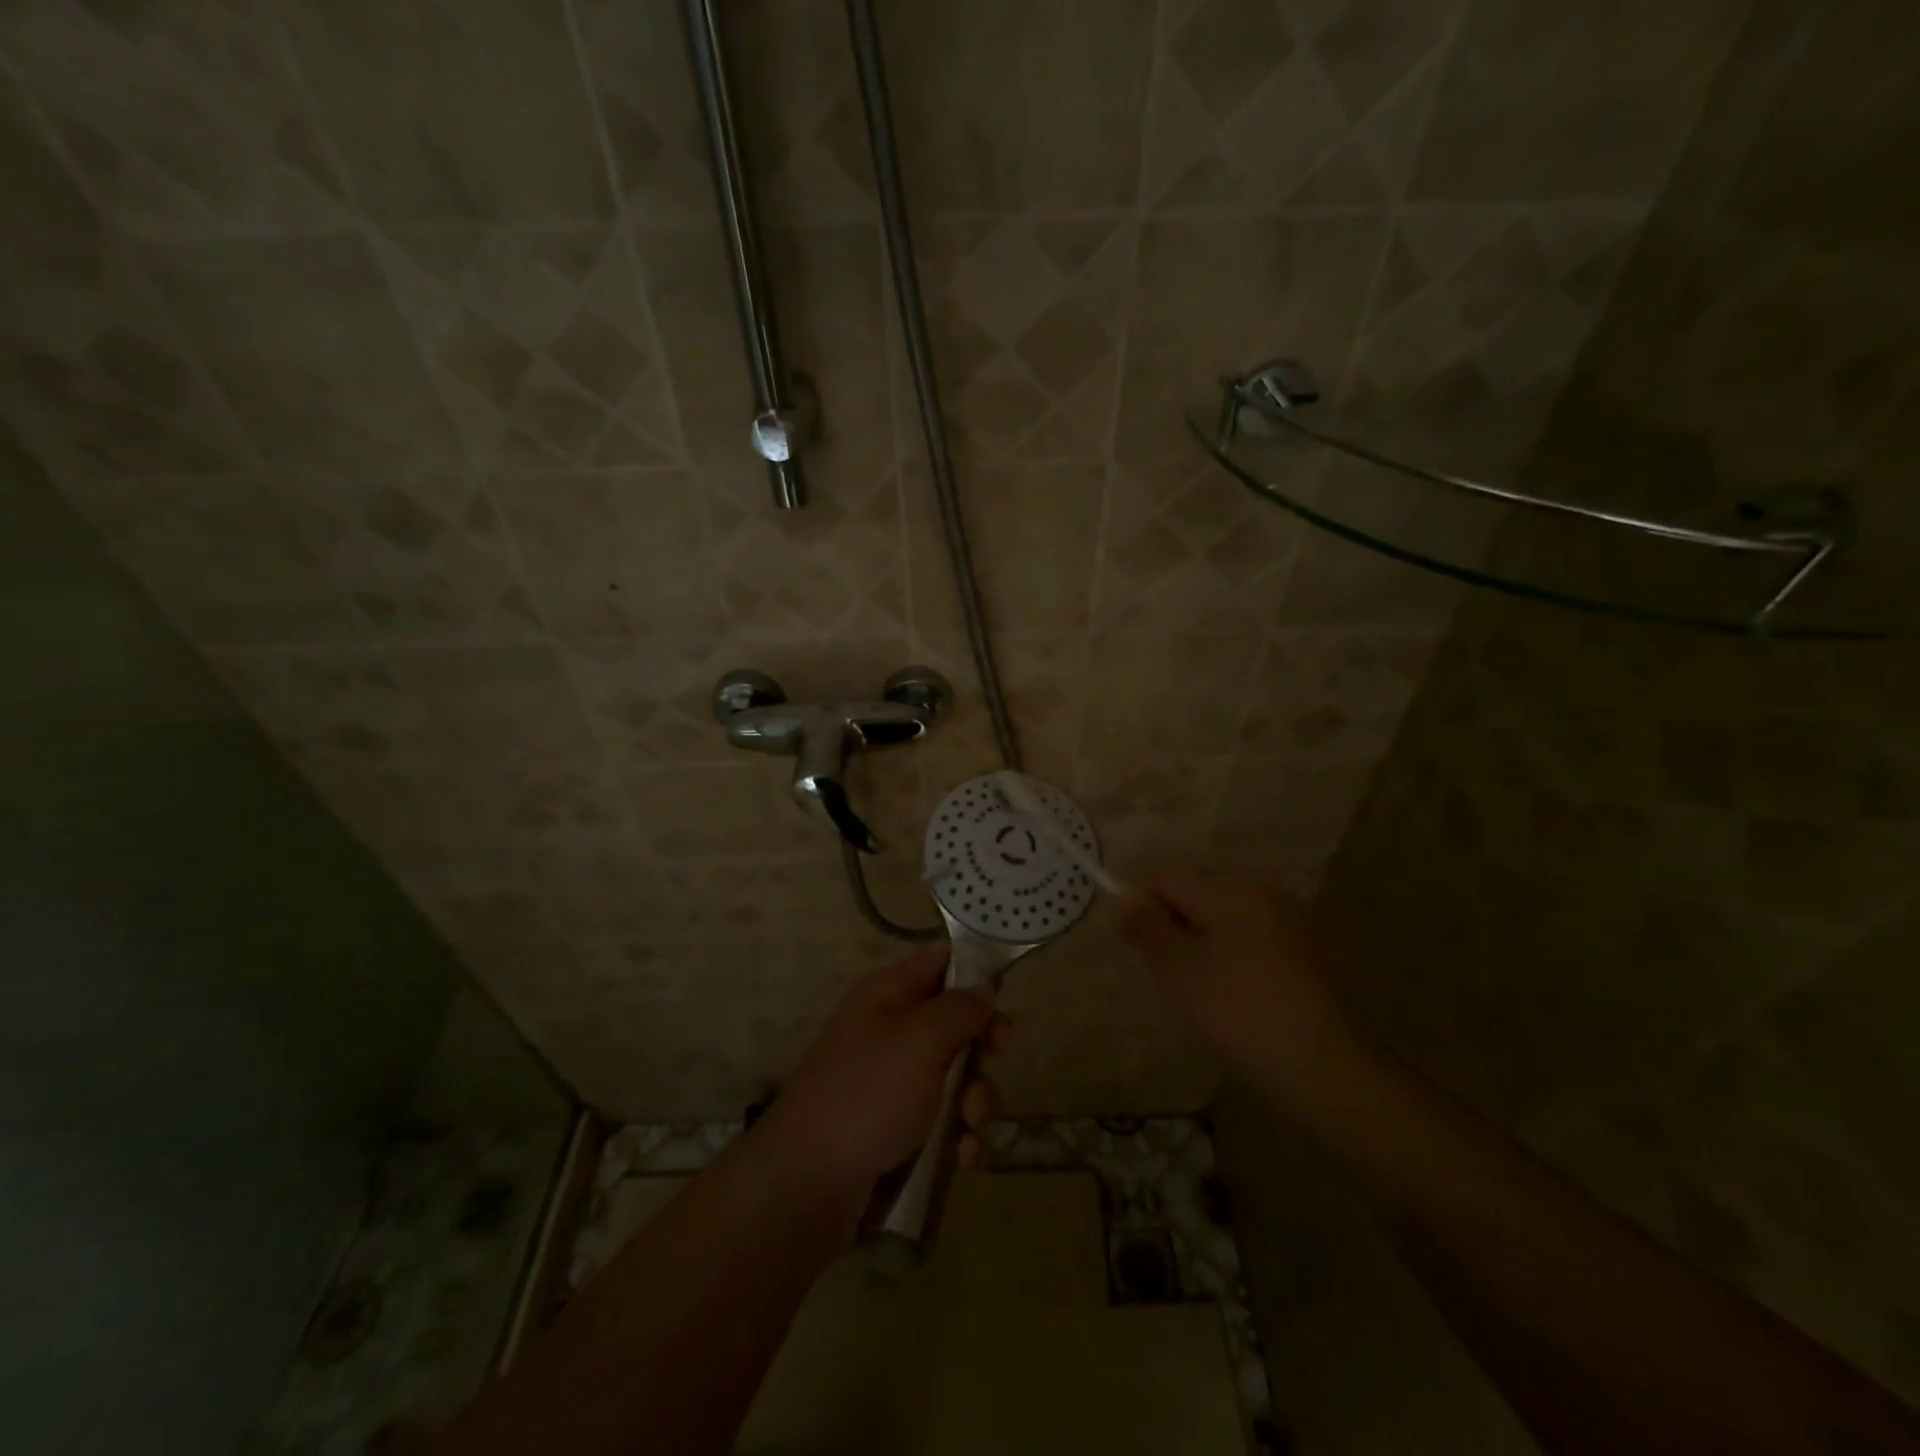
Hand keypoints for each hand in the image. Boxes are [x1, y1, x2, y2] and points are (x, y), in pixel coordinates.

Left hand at [765, 948, 1009, 1191]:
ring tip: (970, 1125)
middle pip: (954, 1022)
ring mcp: (892, 1079)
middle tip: (995, 1061)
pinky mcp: (896, 1125)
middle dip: (981, 1048)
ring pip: (955, 1074)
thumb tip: (983, 988)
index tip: (1002, 1004)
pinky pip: (942, 1118)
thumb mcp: (920, 1041)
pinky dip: (959, 1134)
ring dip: (975, 1099)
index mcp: (888, 993)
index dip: (975, 976)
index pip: (940, 963)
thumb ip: (959, 1009)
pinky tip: (963, 1157)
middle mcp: (890, 1029)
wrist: (808, 1182)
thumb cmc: (868, 1094)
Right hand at [1117, 872, 1359, 1104]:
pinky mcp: (1305, 952)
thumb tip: (1123, 897)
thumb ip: (1146, 926)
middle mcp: (1263, 891)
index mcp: (1232, 888)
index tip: (1135, 950)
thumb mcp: (1178, 969)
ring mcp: (1290, 921)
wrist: (1324, 1069)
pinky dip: (1231, 961)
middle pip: (1196, 896)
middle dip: (1173, 930)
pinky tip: (1233, 1000)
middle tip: (1168, 979)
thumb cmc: (1239, 1011)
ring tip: (1199, 995)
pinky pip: (1250, 941)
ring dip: (1201, 947)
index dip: (1142, 909)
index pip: (1167, 880)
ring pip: (1222, 920)